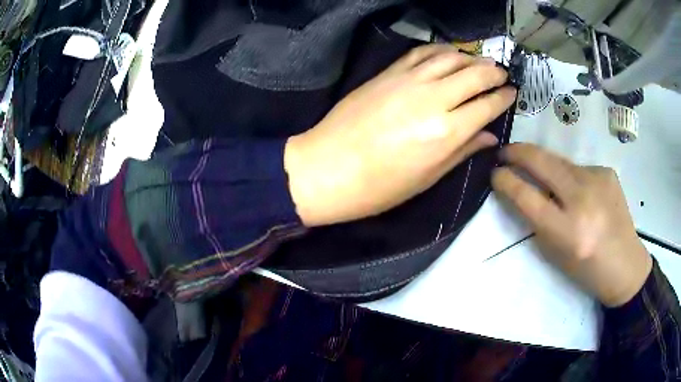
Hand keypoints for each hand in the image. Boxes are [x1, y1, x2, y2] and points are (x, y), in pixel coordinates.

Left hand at [284, 44, 515, 225]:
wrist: (326, 168)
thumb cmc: (378, 187)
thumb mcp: (427, 177)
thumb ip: (462, 151)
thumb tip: (489, 136)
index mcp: (447, 131)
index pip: (487, 105)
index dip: (503, 97)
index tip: (512, 93)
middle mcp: (433, 99)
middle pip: (474, 75)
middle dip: (494, 72)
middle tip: (503, 74)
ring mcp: (408, 81)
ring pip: (450, 58)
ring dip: (471, 56)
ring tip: (482, 61)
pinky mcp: (387, 73)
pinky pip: (421, 52)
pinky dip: (440, 50)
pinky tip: (449, 53)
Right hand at [491, 143, 651, 306]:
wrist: (625, 265)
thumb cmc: (586, 270)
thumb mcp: (555, 253)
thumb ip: (536, 220)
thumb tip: (519, 191)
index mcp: (568, 231)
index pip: (527, 196)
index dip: (506, 180)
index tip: (495, 173)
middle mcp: (583, 199)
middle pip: (542, 162)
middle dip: (517, 153)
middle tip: (504, 152)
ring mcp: (598, 180)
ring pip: (560, 161)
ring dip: (545, 166)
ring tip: (543, 177)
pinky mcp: (607, 171)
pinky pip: (578, 168)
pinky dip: (570, 176)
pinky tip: (579, 192)